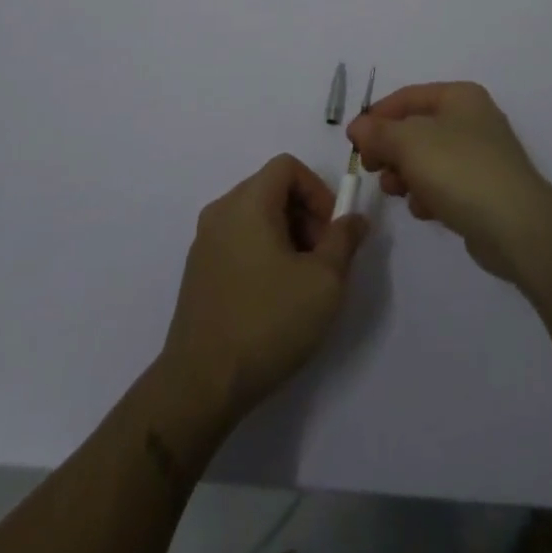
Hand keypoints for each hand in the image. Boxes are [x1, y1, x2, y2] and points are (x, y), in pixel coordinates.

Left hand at [161, 154, 368, 424]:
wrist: (201, 385)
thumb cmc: (268, 322)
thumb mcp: (324, 281)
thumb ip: (344, 240)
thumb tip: (354, 218)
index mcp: (248, 202)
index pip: (287, 167)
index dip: (317, 190)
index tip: (332, 230)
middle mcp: (221, 211)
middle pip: (271, 189)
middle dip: (305, 215)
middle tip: (323, 258)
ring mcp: (204, 241)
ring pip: (255, 217)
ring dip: (286, 236)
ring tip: (301, 282)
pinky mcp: (197, 271)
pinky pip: (238, 241)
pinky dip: (262, 252)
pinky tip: (273, 298)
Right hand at [347, 82, 551, 284]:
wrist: (517, 227)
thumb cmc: (459, 170)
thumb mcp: (409, 143)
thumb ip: (378, 132)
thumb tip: (357, 126)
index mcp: (459, 97)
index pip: (407, 97)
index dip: (376, 116)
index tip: (354, 142)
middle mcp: (472, 119)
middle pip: (416, 128)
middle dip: (390, 149)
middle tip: (371, 169)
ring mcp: (480, 156)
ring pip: (427, 158)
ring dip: (405, 174)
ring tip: (395, 192)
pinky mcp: (484, 190)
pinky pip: (445, 185)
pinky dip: (428, 194)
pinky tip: (423, 210)